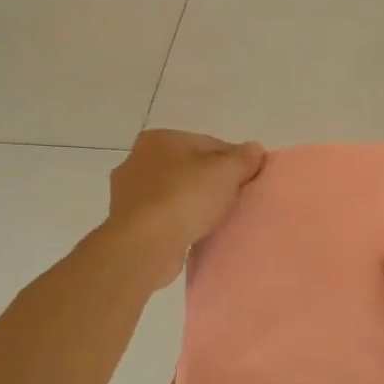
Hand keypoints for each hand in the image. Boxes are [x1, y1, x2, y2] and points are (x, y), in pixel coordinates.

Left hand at [106, 130, 265, 285]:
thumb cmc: (185, 198)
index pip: (210, 144)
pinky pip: (164, 215)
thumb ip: (244, 158)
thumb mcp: (226, 172)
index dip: (235, 161)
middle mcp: (138, 159)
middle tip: (237, 200)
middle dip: (213, 181)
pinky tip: (195, 232)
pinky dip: (179, 221)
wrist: (144, 245)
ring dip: (195, 202)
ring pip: (176, 192)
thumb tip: (255, 150)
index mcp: (160, 139)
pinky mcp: (128, 222)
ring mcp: (129, 192)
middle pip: (191, 167)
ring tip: (218, 219)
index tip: (250, 180)